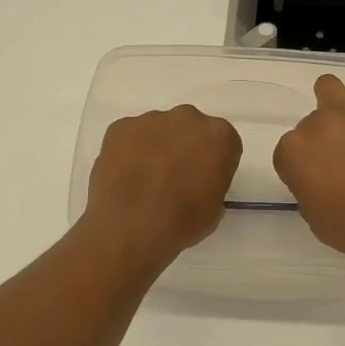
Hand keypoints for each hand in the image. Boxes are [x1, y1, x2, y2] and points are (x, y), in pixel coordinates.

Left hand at [84, 105, 241, 264]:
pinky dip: (129, 151)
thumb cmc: (182, 221)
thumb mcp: (214, 210)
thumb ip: (211, 184)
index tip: (203, 180)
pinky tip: (125, 177)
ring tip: (145, 180)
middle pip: (190, 128)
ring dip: (156, 148)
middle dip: (184, 147)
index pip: (223, 143)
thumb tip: (196, 184)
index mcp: (219, 136)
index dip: (213, 162)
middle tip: (174, 177)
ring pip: (158, 130)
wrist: (131, 227)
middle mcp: (188, 118)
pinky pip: (130, 136)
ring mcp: (151, 119)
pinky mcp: (121, 126)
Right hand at [273, 65, 344, 271]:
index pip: (286, 152)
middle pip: (309, 122)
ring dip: (333, 99)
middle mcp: (316, 126)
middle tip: (338, 159)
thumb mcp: (315, 218)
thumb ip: (309, 192)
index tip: (313, 181)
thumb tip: (319, 185)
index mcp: (292, 153)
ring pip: (329, 86)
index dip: (299, 166)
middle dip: (320, 138)